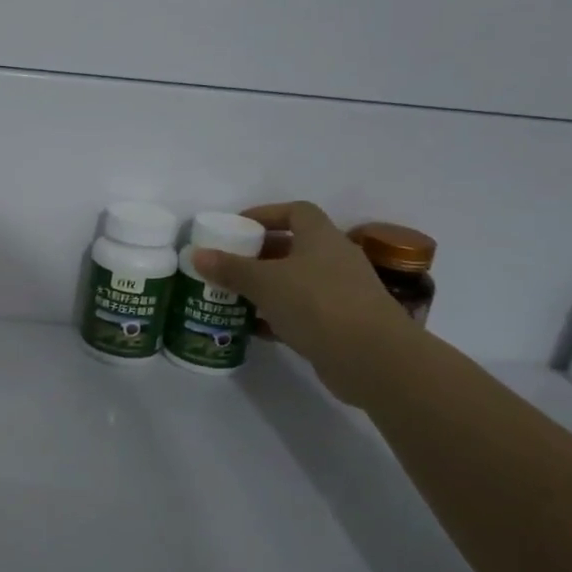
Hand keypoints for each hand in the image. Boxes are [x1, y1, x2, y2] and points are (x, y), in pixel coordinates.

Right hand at [191, 201, 415, 406]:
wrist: (373, 359)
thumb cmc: (317, 304)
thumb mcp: (265, 283)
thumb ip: (230, 268)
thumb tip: (197, 254)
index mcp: (321, 238)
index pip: (295, 211)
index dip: (266, 215)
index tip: (238, 227)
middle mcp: (335, 259)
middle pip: (294, 247)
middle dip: (260, 255)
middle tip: (229, 264)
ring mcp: (342, 293)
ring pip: (297, 282)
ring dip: (267, 287)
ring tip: (234, 295)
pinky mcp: (341, 325)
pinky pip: (303, 312)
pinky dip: (278, 316)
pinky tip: (253, 328)